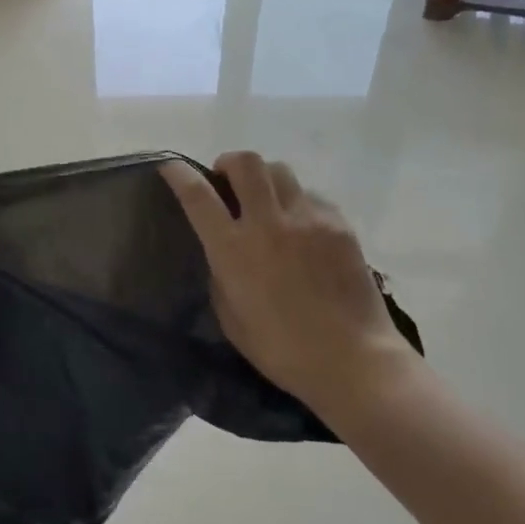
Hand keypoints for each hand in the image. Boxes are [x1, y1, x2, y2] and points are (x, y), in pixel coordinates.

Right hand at [161, 153, 414, 413]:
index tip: (170, 166)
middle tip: (227, 180)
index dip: (178, 173)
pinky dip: (297, 203)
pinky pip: (311, 196)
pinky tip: (302, 228)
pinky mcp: (339, 224)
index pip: (197, 195)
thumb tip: (223, 251)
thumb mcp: (231, 318)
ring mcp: (307, 219)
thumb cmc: (282, 350)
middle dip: (229, 163)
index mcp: (233, 249)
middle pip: (244, 163)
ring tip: (267, 201)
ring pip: (279, 171)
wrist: (354, 360)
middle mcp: (268, 223)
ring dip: (264, 179)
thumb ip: (221, 274)